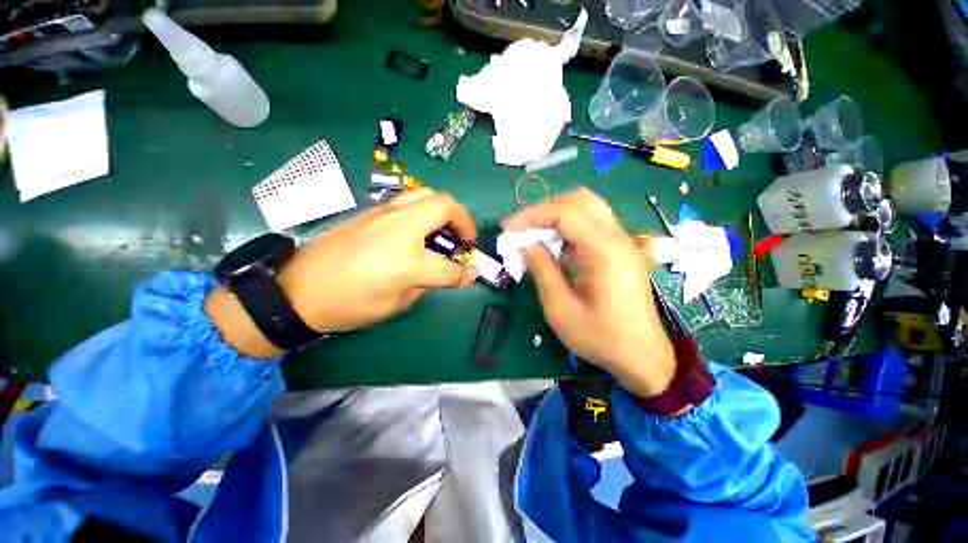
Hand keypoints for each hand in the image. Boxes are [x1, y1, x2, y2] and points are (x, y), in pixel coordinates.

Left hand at [207, 190, 477, 357]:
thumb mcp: (396, 303)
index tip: (471, 274)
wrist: (298, 290)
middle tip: (463, 237)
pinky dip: (422, 210)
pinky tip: (416, 229)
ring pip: (425, 194)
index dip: (465, 273)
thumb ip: (428, 284)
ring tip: (442, 229)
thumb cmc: (350, 304)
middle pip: (445, 206)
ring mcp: (384, 213)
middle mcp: (401, 228)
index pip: (450, 266)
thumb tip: (449, 273)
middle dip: (463, 219)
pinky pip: (406, 201)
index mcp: (409, 261)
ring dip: (442, 209)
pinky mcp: (370, 211)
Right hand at [504, 188, 675, 397]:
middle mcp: (617, 238)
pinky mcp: (620, 252)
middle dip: (545, 210)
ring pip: (587, 209)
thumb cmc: (600, 338)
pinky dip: (568, 229)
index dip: (532, 215)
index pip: (565, 211)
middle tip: (522, 229)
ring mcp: (621, 243)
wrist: (643, 357)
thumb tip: (525, 245)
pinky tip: (554, 248)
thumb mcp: (560, 308)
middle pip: (579, 200)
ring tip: (534, 236)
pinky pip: (592, 226)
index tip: (508, 229)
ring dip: (557, 217)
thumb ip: (542, 270)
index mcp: (604, 250)